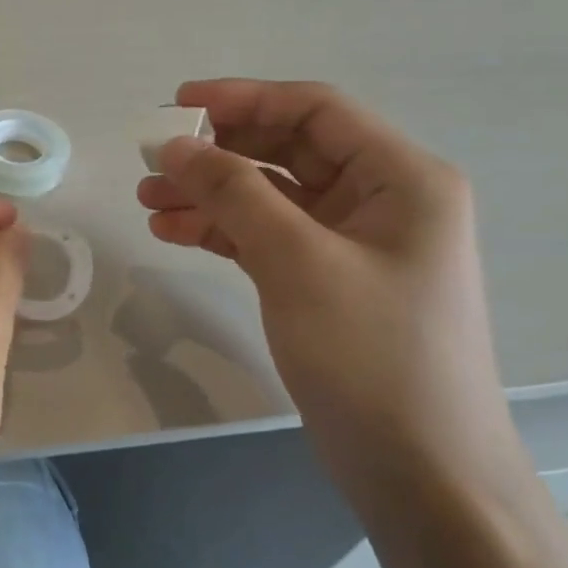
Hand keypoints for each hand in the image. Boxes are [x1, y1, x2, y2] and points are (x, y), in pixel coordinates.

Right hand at [137, 80, 515, 501]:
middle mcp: (380, 200)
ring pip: (269, 196)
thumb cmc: (371, 355)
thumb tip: (174, 144)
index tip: (176, 104)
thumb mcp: (298, 262)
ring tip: (147, 201)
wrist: (419, 470)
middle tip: (151, 160)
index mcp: (400, 178)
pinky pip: (266, 237)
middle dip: (218, 151)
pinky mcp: (325, 282)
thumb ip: (234, 193)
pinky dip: (221, 231)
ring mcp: (352, 245)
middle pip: (287, 151)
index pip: (315, 111)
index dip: (243, 98)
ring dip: (209, 194)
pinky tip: (173, 232)